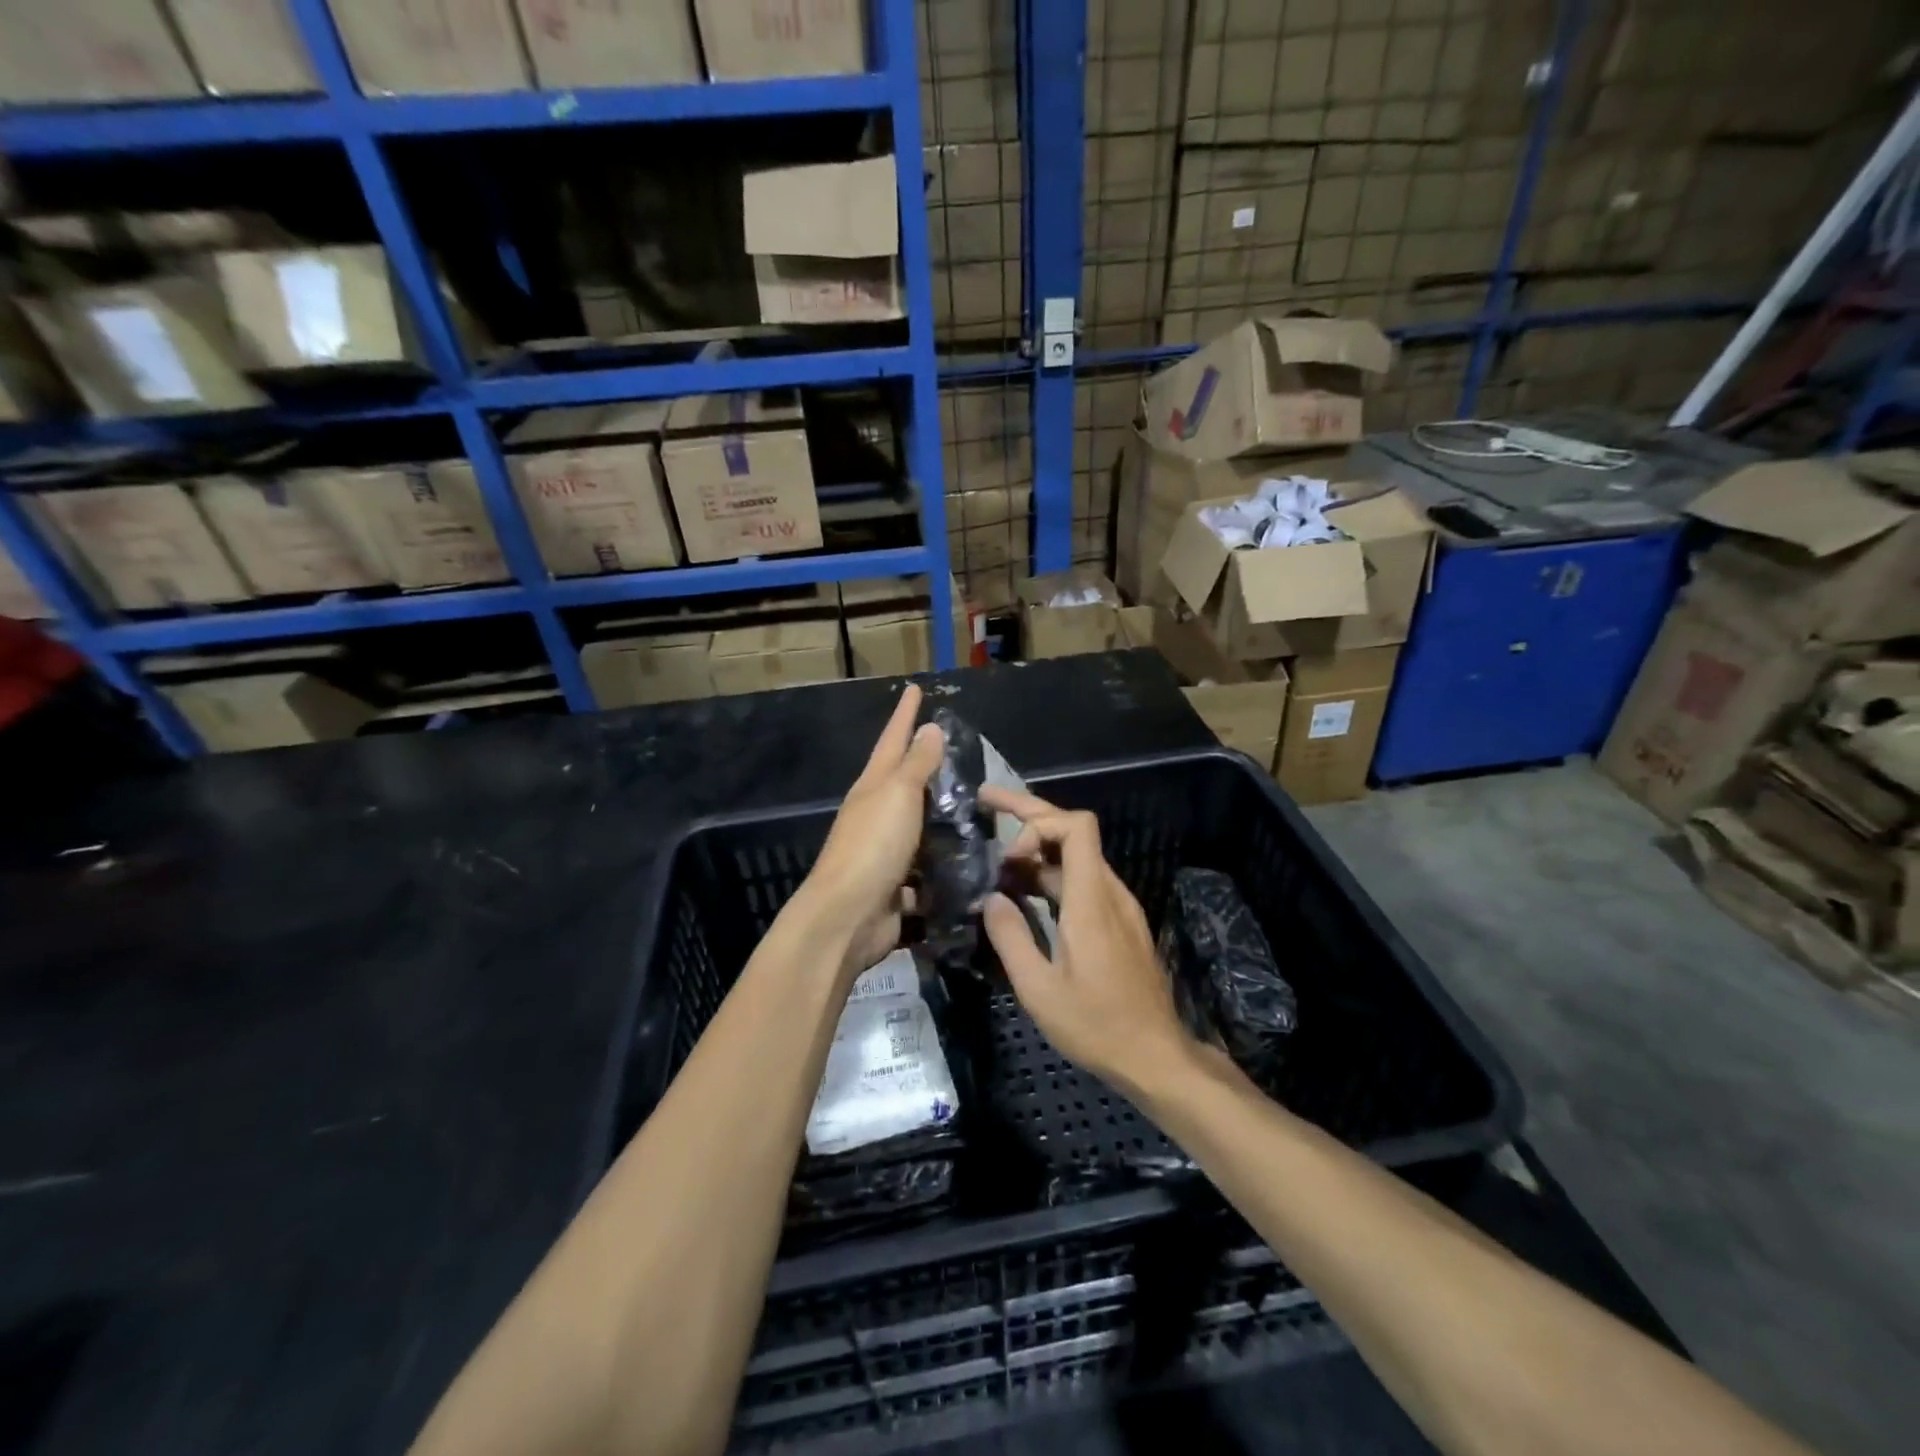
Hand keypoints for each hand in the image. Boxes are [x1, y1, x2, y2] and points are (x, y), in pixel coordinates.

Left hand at [800, 684, 945, 974]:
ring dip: (941, 817)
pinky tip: (969, 862)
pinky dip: (944, 864)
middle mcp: (876, 815)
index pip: (893, 740)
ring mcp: (885, 852)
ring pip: (918, 826)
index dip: (905, 714)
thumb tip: (929, 727)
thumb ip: (917, 764)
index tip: (915, 688)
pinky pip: (927, 869)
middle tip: (957, 748)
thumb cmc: (873, 846)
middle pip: (903, 781)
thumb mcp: (898, 795)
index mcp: (873, 787)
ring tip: (975, 807)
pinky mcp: (898, 886)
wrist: (847, 917)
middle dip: (925, 763)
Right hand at [979, 786, 1195, 1092]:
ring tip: (997, 860)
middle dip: (1029, 813)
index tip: (1007, 856)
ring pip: (1077, 858)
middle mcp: (1109, 892)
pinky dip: (1052, 874)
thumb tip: (990, 898)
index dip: (1038, 823)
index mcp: (1091, 900)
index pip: (1076, 827)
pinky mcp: (1119, 923)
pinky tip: (1024, 893)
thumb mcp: (1039, 990)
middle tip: (985, 802)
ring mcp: (1118, 906)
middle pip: (1074, 831)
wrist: (1156, 1056)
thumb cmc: (1097, 1025)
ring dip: (1038, 850)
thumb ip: (1011, 937)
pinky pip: (1083, 882)